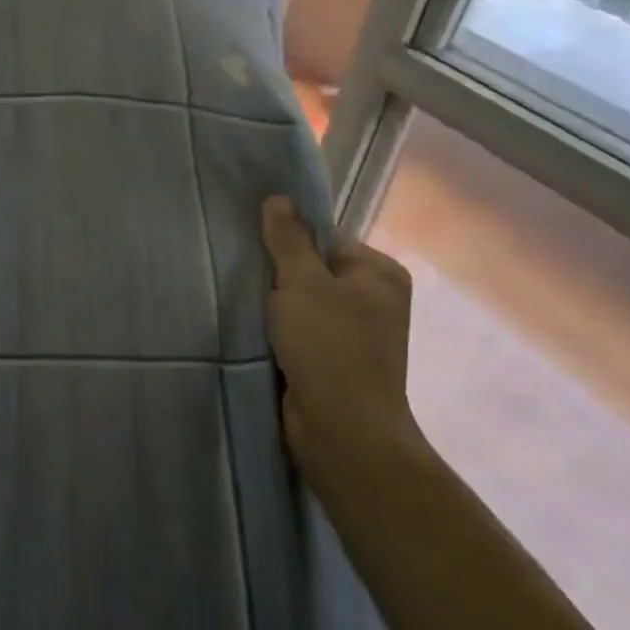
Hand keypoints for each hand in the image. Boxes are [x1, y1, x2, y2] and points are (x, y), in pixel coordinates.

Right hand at [262, 197, 421, 495]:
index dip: (290, 242)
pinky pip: (303, 332)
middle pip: (314, 269)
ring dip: (277, 306)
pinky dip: (281, 331)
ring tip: (249, 304)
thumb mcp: (302, 281)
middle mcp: (376, 300)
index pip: (325, 238)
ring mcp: (359, 335)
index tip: (258, 250)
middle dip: (281, 275)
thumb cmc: (329, 345)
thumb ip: (288, 238)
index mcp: (380, 272)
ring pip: (305, 303)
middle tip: (249, 276)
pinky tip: (258, 332)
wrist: (343, 431)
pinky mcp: (338, 363)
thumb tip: (279, 198)